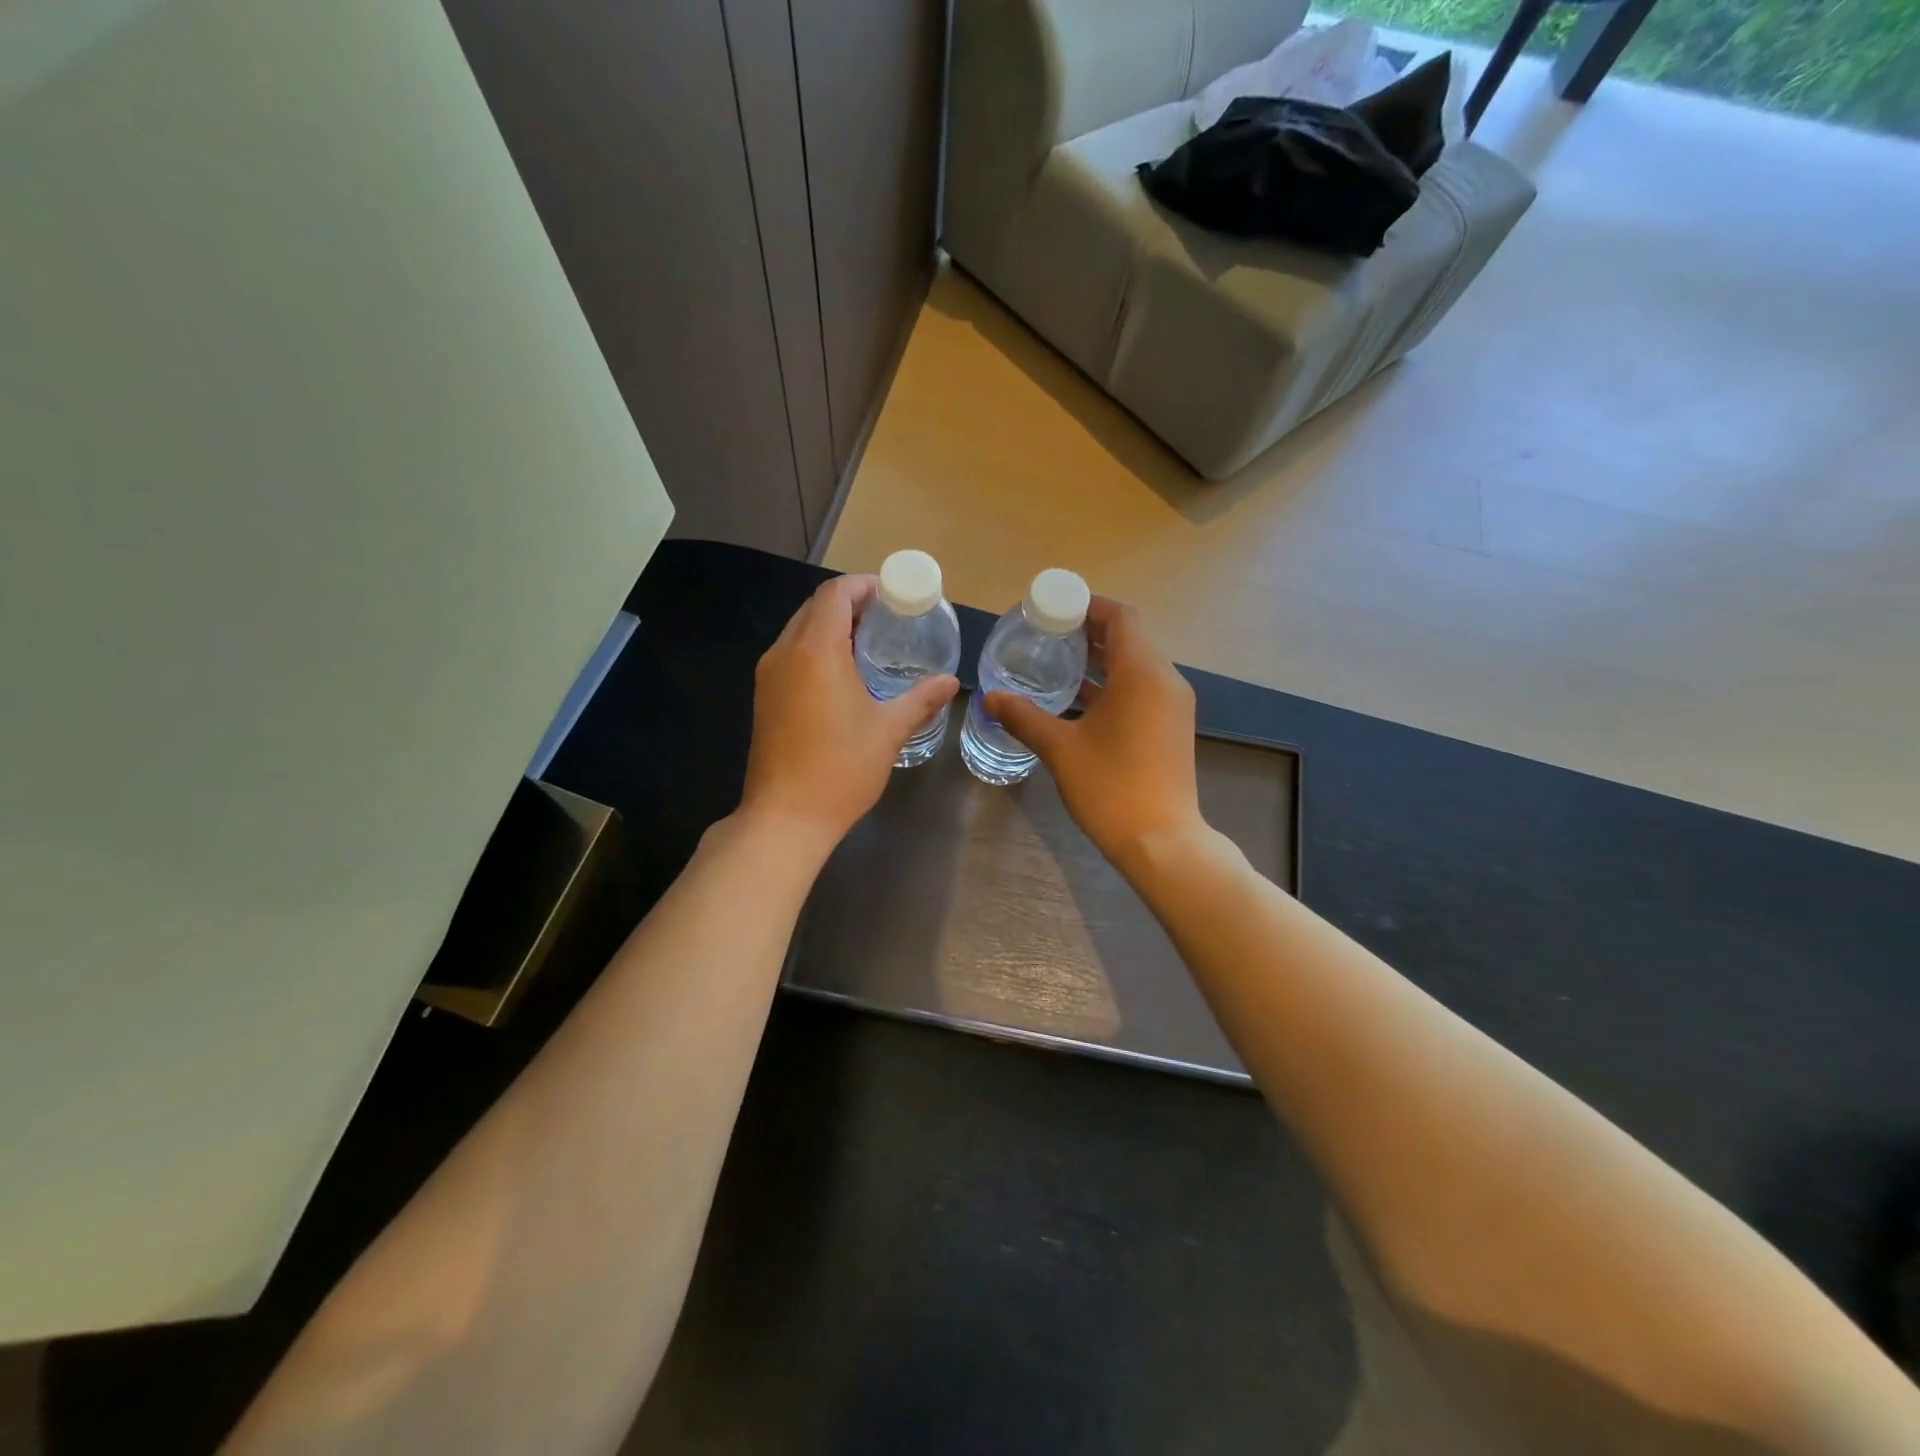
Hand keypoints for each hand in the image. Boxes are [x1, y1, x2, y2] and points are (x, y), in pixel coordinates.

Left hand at [738, 574, 958, 854]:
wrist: (785, 817)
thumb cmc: (841, 768)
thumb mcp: (888, 730)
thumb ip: (921, 699)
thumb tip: (950, 682)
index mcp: (816, 651)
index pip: (835, 594)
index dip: (863, 586)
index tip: (892, 594)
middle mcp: (785, 653)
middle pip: (814, 607)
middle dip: (849, 603)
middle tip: (886, 617)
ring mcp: (768, 676)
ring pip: (799, 630)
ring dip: (831, 626)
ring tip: (868, 642)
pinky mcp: (764, 697)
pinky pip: (790, 654)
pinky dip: (816, 648)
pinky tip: (842, 673)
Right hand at [986, 597, 1203, 869]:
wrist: (1162, 842)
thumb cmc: (1111, 788)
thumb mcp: (1060, 749)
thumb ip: (1024, 717)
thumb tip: (990, 698)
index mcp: (1142, 674)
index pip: (1121, 617)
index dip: (1088, 606)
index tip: (1053, 610)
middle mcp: (1165, 680)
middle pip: (1129, 638)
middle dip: (1089, 632)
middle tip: (1047, 634)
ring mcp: (1172, 705)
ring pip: (1136, 665)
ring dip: (1100, 659)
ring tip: (1058, 662)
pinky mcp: (1171, 727)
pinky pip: (1142, 688)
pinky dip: (1113, 684)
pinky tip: (1079, 700)